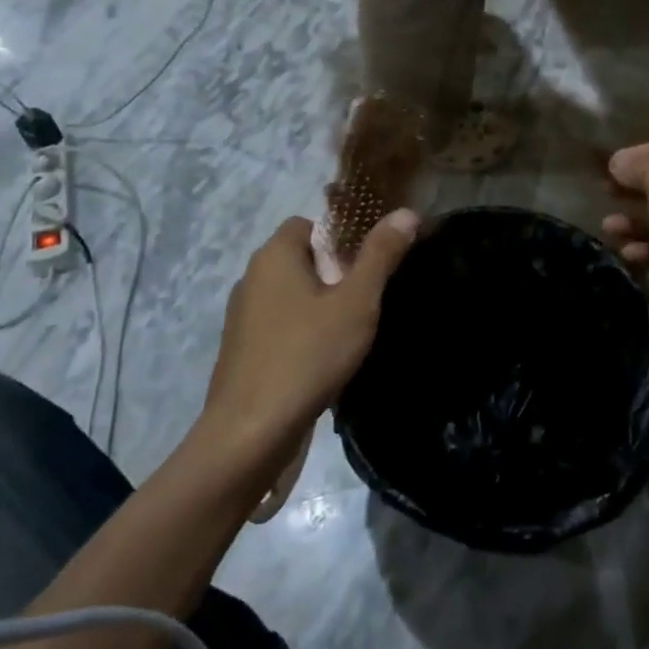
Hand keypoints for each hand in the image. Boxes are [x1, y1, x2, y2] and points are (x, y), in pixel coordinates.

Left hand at [201, 210, 418, 466]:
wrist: (249, 436)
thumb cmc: (307, 356)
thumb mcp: (356, 303)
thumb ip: (380, 256)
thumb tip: (406, 212)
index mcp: (273, 255)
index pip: (310, 224)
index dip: (343, 238)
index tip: (370, 264)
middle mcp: (252, 277)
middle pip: (302, 259)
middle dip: (336, 274)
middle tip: (367, 300)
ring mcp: (242, 316)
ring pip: (291, 295)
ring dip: (319, 306)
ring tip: (351, 332)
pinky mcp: (241, 351)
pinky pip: (280, 325)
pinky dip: (302, 333)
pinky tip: (323, 361)